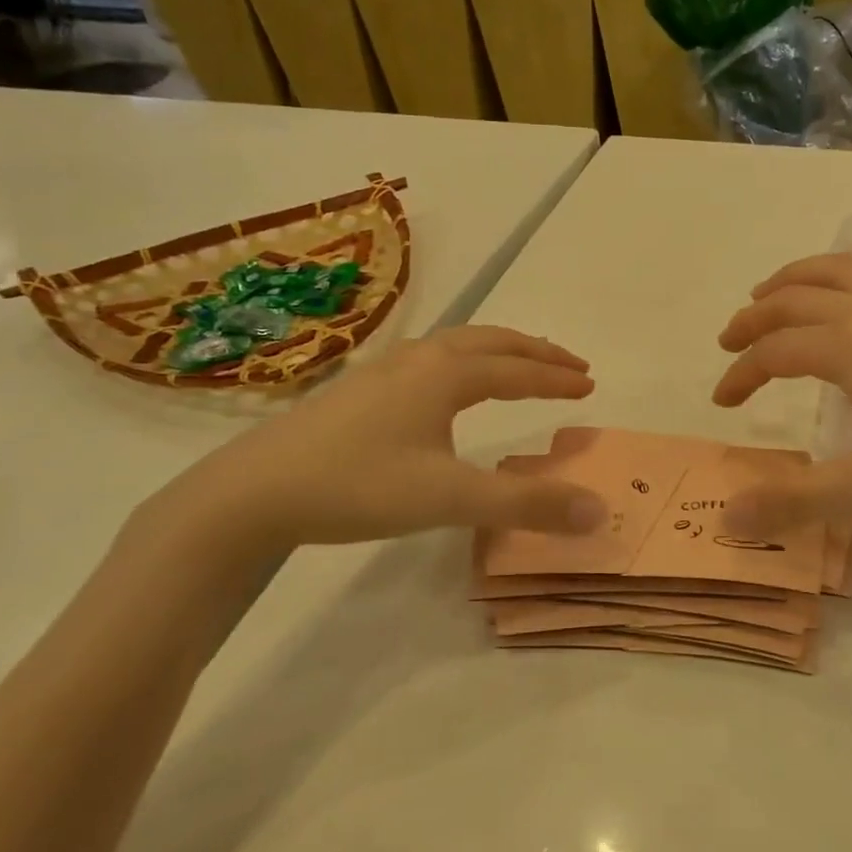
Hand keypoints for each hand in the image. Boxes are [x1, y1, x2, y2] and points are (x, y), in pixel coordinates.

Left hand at [146, 326, 606, 552]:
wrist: (253, 492)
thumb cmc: (358, 486)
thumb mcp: (449, 499)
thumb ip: (526, 506)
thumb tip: (598, 510)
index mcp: (445, 375)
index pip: (517, 370)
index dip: (556, 378)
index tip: (590, 384)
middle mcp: (419, 360)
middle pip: (490, 342)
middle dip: (534, 352)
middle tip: (570, 364)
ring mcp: (384, 371)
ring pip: (455, 345)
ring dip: (498, 351)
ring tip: (520, 366)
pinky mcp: (359, 390)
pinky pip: (430, 359)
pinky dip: (464, 361)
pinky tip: (448, 387)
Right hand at [713, 255, 851, 528]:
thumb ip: (802, 500)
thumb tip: (730, 517)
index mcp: (849, 347)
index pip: (774, 351)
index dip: (741, 374)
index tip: (722, 402)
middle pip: (795, 299)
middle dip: (754, 319)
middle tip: (729, 341)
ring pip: (836, 272)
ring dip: (793, 280)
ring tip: (770, 292)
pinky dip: (848, 269)